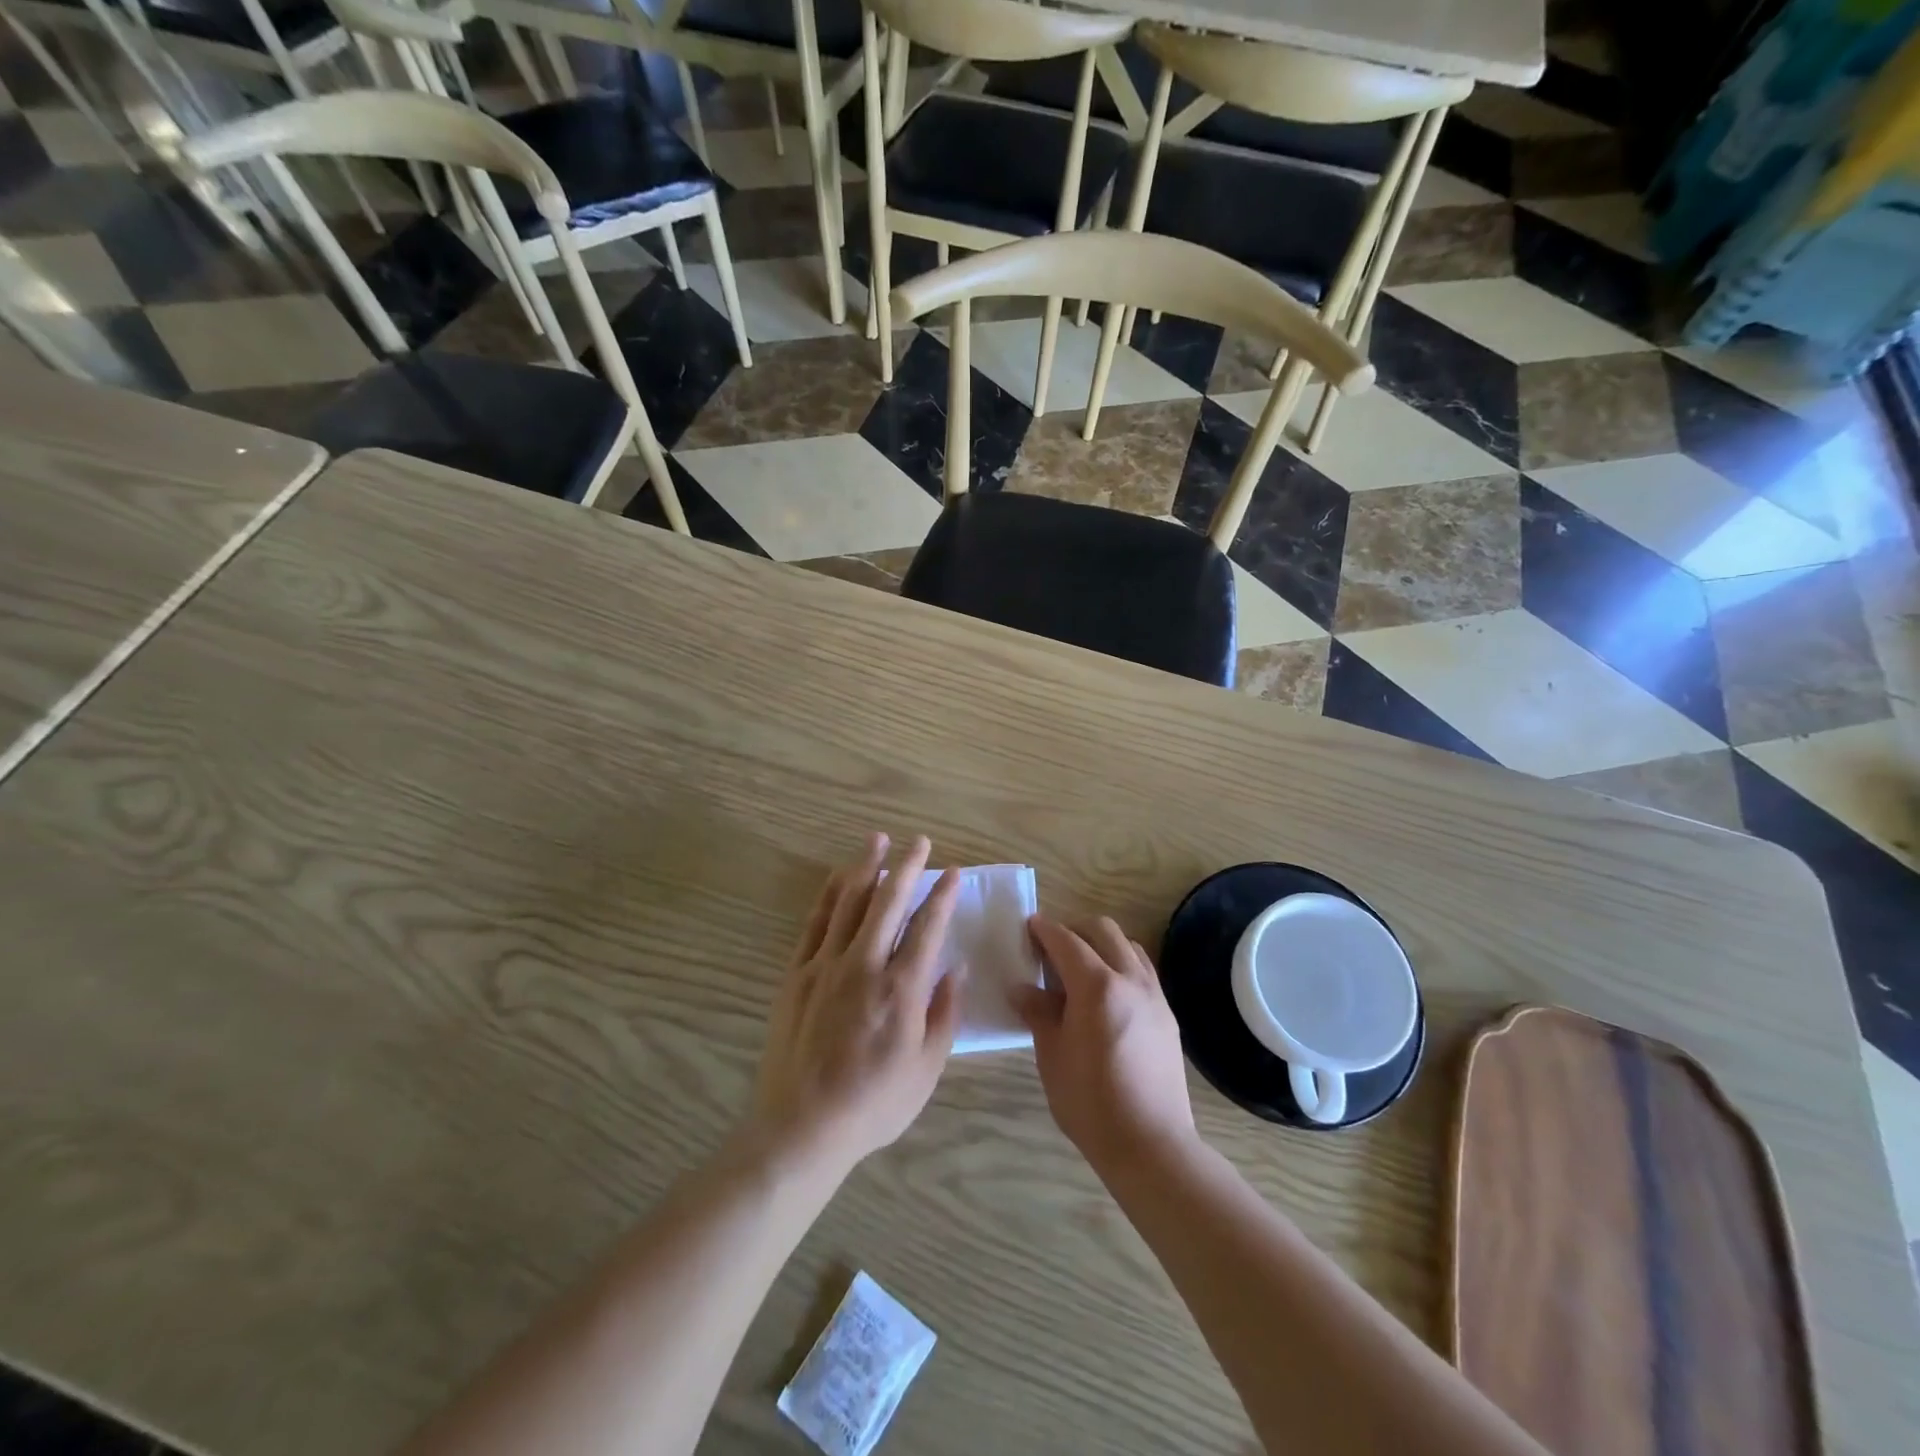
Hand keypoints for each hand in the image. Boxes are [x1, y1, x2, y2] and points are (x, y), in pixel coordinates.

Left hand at [749, 834, 964, 1180]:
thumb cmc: (874, 1104)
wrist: (802, 1127)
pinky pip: (815, 923)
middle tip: (919, 841)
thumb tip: (957, 968)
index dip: (942, 895)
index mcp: (901, 988)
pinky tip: (839, 879)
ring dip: (866, 867)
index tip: (952, 872)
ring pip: (849, 902)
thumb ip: (945, 1013)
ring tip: (878, 839)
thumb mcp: (926, 1068)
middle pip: (889, 902)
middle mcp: (864, 965)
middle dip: (907, 866)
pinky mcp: (797, 974)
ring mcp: (825, 965)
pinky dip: (829, 895)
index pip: (928, 927)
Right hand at [1017, 916, 1195, 1174]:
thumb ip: (1038, 1012)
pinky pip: (1143, 970)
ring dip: (1101, 944)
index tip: (1029, 926)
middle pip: (1103, 930)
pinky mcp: (1167, 1014)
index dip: (1045, 930)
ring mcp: (1154, 995)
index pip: (1066, 941)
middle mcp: (1129, 979)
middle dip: (1075, 929)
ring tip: (1080, 969)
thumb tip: (1021, 988)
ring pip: (1128, 946)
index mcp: (1096, 986)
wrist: (1151, 1144)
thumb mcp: (1052, 1055)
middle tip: (1052, 947)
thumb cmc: (1090, 1102)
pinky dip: (1121, 964)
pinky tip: (1106, 993)